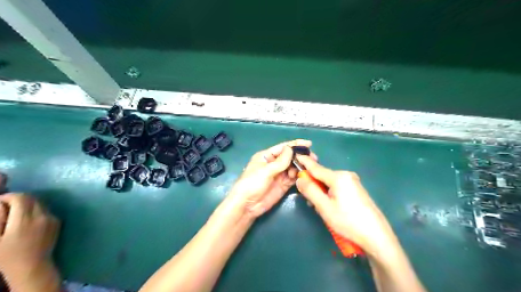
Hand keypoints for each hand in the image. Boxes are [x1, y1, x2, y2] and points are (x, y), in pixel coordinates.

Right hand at [0, 194, 58, 275]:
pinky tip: (27, 222)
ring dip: (28, 205)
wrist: (32, 266)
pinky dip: (36, 211)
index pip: (21, 198)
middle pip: (32, 198)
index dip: (9, 197)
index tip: (0, 202)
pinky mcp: (57, 222)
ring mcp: (52, 218)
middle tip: (5, 209)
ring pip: (40, 204)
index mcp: (25, 220)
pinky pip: (46, 211)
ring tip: (15, 216)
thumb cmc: (7, 256)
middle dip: (18, 200)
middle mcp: (42, 216)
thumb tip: (1, 204)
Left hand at [227, 139, 317, 218]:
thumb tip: (291, 149)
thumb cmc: (252, 184)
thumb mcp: (265, 171)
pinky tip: (304, 175)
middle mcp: (274, 164)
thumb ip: (280, 161)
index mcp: (266, 156)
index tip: (309, 144)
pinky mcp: (283, 185)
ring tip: (309, 167)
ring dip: (301, 166)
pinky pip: (293, 178)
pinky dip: (299, 176)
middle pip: (290, 157)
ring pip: (293, 167)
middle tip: (313, 158)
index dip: (295, 145)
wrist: (247, 205)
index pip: (283, 148)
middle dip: (300, 156)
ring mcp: (279, 175)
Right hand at [295, 156, 392, 253]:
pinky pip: (337, 188)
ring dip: (322, 193)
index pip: (316, 168)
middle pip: (323, 177)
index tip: (296, 156)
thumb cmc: (348, 221)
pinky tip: (332, 208)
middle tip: (311, 203)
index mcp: (338, 177)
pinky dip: (330, 194)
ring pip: (330, 184)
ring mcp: (353, 182)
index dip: (305, 163)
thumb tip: (300, 179)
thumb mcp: (324, 207)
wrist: (376, 236)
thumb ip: (310, 191)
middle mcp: (346, 175)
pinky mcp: (357, 190)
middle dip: (314, 186)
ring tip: (322, 209)